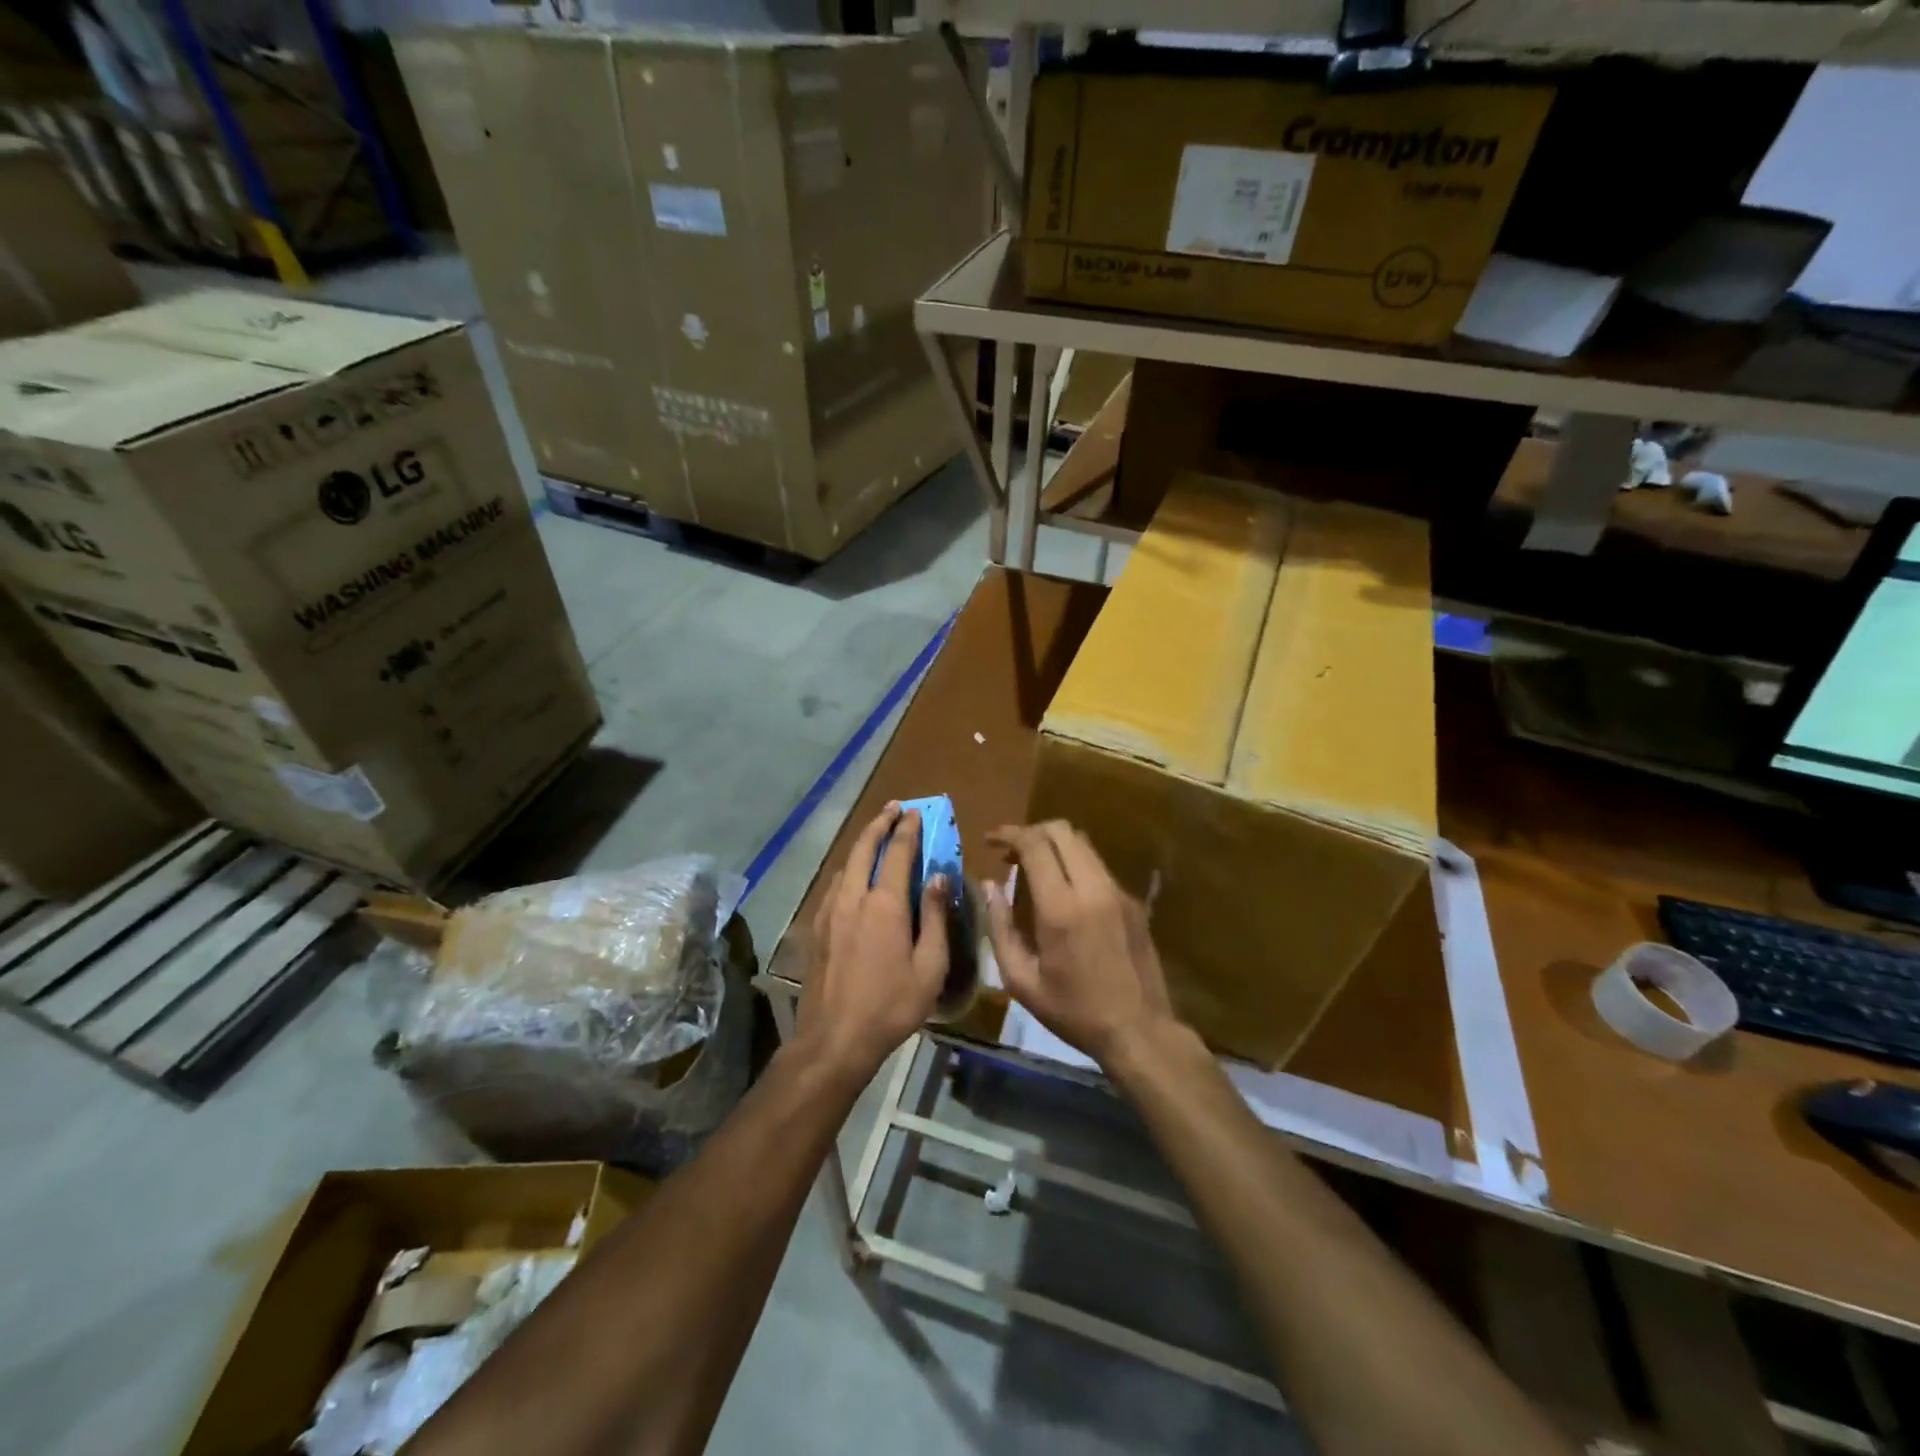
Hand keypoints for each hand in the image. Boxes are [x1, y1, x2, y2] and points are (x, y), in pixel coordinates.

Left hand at [797, 803, 949, 1079]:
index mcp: (884, 905)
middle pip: (863, 848)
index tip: (915, 812)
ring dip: (861, 844)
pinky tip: (852, 877)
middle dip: (879, 824)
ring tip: (875, 835)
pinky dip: (847, 869)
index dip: (907, 830)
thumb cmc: (891, 1006)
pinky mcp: (817, 928)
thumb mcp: (929, 967)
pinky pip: (833, 885)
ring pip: (844, 865)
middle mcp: (853, 898)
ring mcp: (829, 912)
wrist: (834, 1039)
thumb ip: (934, 918)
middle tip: (893, 808)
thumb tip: (938, 878)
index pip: (897, 853)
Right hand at [984, 820, 1178, 1069]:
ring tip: (1032, 867)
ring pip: (1083, 844)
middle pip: (1062, 831)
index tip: (990, 840)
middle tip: (1010, 852)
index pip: (1035, 845)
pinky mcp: (1132, 901)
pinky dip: (1074, 863)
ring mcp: (1118, 892)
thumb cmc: (1073, 1011)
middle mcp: (1093, 888)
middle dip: (1031, 831)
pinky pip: (1098, 866)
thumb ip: (999, 928)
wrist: (1139, 1031)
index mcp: (1061, 908)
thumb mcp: (1022, 981)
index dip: (1009, 834)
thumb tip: (989, 886)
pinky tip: (1063, 890)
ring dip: (1054, 845)